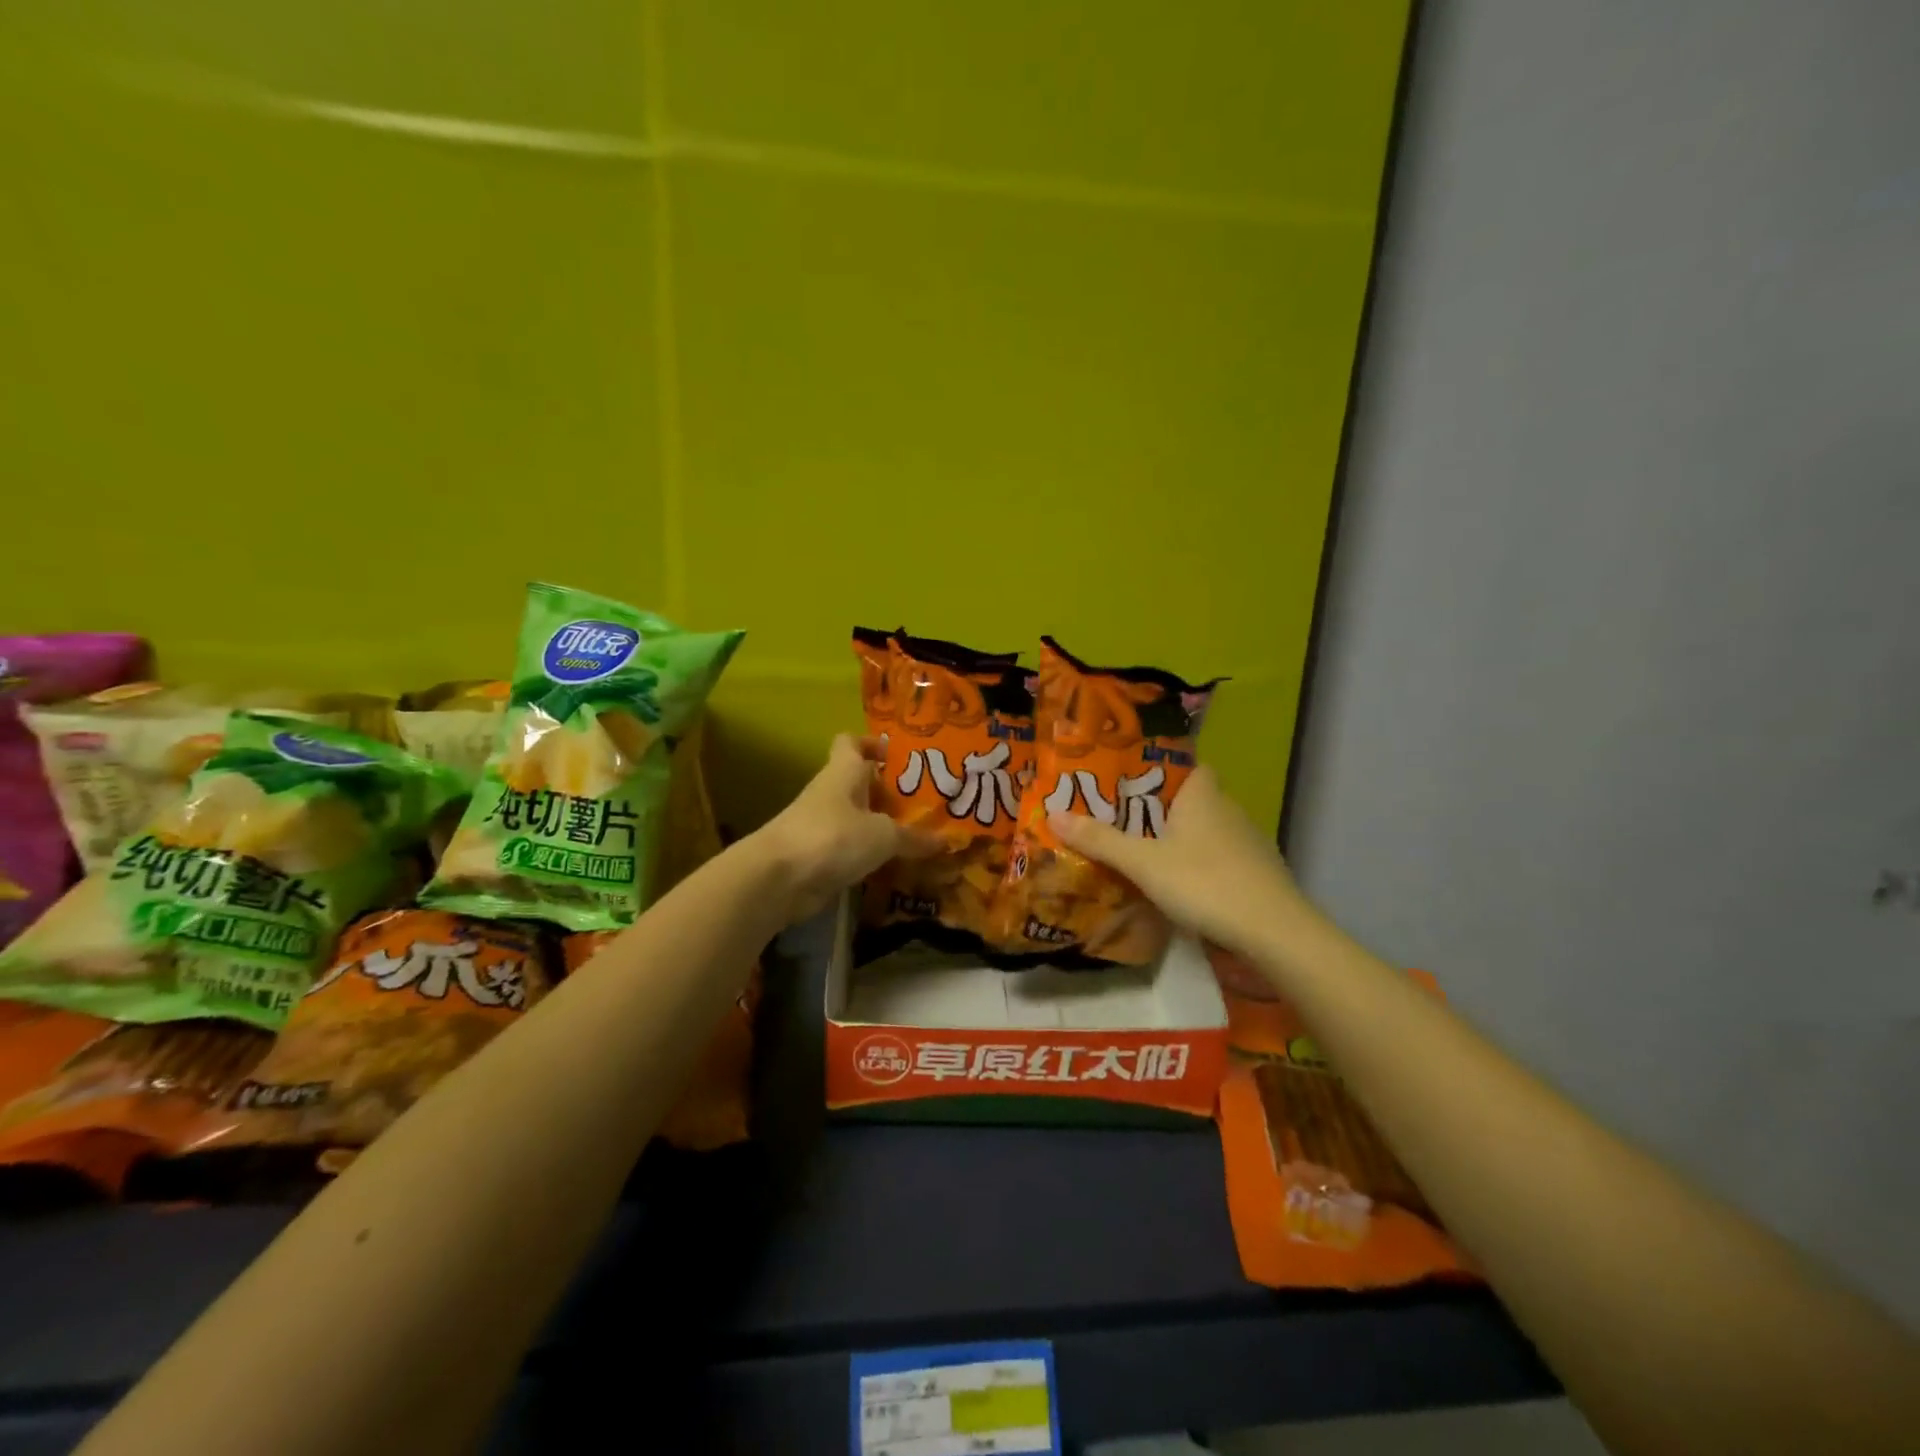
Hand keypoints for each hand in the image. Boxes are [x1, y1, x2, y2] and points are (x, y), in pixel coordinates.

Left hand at [752, 734, 939, 923]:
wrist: (778, 879)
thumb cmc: (832, 838)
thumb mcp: (883, 836)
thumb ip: (914, 838)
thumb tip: (945, 840)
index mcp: (843, 772)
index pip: (851, 743)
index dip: (872, 743)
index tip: (898, 755)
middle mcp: (831, 793)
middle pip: (860, 783)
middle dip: (889, 791)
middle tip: (925, 802)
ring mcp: (821, 825)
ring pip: (857, 817)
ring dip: (882, 825)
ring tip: (918, 835)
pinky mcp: (818, 856)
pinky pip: (850, 848)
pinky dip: (870, 854)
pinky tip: (895, 864)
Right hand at [1048, 766, 1307, 957]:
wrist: (1274, 931)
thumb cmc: (1205, 882)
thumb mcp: (1143, 863)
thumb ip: (1100, 840)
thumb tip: (1053, 815)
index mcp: (1202, 794)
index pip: (1183, 764)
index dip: (1156, 768)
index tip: (1125, 780)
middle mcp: (1227, 808)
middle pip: (1188, 798)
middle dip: (1156, 807)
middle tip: (1117, 818)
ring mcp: (1246, 841)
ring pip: (1203, 829)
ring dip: (1177, 837)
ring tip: (1139, 850)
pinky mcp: (1255, 872)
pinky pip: (1217, 856)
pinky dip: (1196, 862)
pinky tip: (1177, 882)